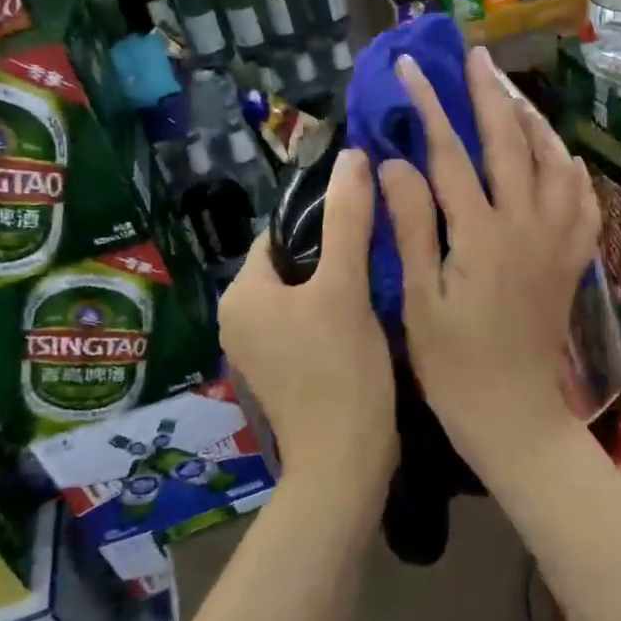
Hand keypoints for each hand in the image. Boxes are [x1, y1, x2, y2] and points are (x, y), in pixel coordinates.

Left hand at [219, 148, 396, 499]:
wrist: (344, 464)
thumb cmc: (340, 370)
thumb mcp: (345, 287)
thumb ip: (348, 220)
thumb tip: (352, 157)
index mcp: (241, 294)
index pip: (281, 234)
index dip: (322, 221)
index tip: (367, 218)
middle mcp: (238, 318)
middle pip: (293, 263)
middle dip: (334, 253)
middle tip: (382, 246)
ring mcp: (258, 349)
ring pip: (303, 294)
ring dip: (338, 282)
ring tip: (381, 275)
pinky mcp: (282, 371)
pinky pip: (307, 322)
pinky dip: (334, 312)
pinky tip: (370, 313)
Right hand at [378, 46, 600, 480]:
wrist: (515, 416)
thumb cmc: (453, 366)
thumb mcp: (418, 300)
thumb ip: (410, 226)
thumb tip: (393, 162)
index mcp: (480, 235)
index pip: (450, 154)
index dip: (428, 107)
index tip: (411, 68)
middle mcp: (526, 225)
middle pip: (510, 143)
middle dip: (489, 95)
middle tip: (475, 57)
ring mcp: (556, 240)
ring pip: (552, 162)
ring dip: (532, 120)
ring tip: (512, 92)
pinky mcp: (572, 259)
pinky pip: (581, 199)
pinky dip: (568, 167)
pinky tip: (558, 155)